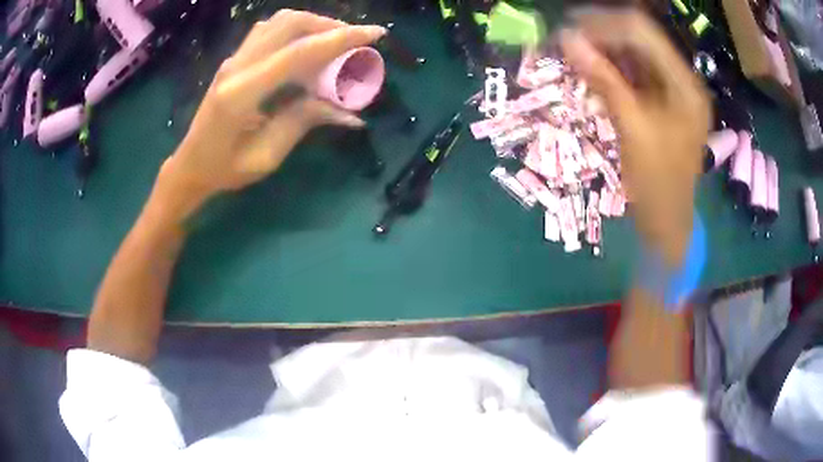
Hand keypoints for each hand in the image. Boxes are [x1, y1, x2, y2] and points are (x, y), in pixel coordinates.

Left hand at [157, 10, 386, 215]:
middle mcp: (236, 66)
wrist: (189, 164)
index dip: (340, 39)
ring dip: (313, 24)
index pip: (298, 53)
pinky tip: (308, 48)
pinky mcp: (235, 59)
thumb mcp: (266, 156)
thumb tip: (351, 113)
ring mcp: (233, 59)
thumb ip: (304, 122)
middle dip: (329, 25)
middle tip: (356, 41)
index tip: (376, 33)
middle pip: (289, 23)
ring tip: (336, 43)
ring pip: (279, 21)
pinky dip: (296, 30)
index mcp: (241, 94)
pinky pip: (270, 30)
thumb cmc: (224, 170)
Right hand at [561, 9, 710, 265]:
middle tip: (567, 42)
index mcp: (685, 85)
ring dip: (603, 52)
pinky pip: (633, 74)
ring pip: (634, 55)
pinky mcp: (661, 101)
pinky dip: (610, 71)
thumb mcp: (632, 127)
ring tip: (575, 57)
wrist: (666, 220)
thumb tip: (566, 39)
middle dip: (602, 36)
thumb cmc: (657, 182)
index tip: (568, 29)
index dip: (604, 24)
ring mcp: (672, 90)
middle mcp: (681, 79)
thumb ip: (602, 79)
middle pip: (639, 39)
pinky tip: (591, 75)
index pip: (643, 33)